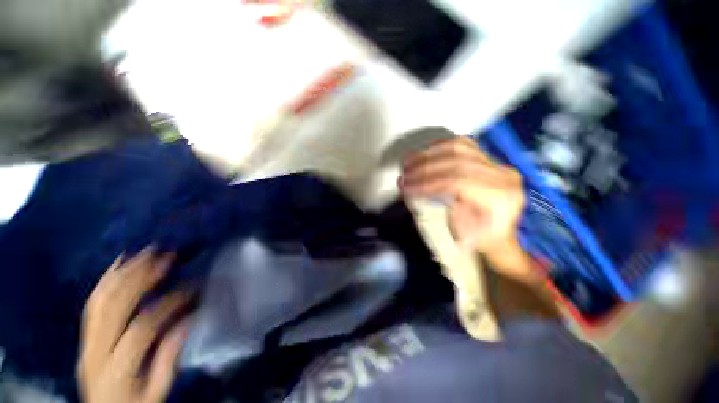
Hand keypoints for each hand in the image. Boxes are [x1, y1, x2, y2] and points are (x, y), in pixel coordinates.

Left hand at [77, 247, 193, 402]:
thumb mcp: (157, 393)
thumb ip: (168, 360)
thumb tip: (186, 321)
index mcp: (117, 368)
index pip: (142, 327)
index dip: (169, 303)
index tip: (193, 287)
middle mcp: (96, 350)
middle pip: (115, 306)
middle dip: (142, 276)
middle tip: (167, 256)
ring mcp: (86, 341)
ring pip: (101, 299)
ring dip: (125, 272)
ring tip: (147, 252)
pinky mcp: (84, 335)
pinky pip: (92, 302)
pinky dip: (106, 279)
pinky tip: (119, 263)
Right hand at [400, 137, 536, 282]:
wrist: (500, 237)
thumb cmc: (481, 240)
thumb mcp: (460, 234)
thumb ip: (439, 210)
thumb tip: (415, 191)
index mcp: (501, 198)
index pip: (458, 182)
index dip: (428, 183)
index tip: (407, 188)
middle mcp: (504, 177)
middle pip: (457, 162)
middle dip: (424, 168)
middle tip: (404, 175)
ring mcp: (499, 165)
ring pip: (460, 149)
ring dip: (429, 154)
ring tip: (409, 162)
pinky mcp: (491, 161)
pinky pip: (465, 145)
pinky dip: (442, 146)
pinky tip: (425, 151)